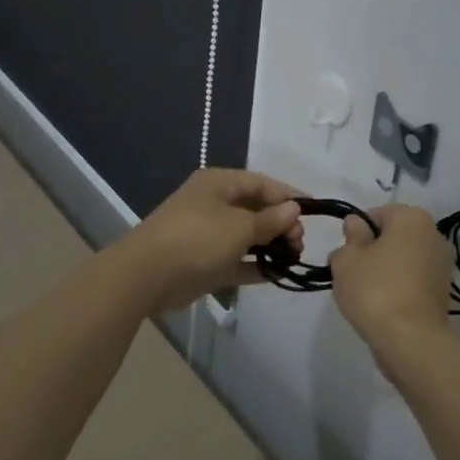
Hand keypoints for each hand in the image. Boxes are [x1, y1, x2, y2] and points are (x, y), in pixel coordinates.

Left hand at [115, 169, 303, 312]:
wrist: (146, 276)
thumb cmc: (196, 239)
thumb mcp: (238, 227)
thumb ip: (269, 220)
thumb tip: (294, 209)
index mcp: (218, 184)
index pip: (261, 183)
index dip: (288, 195)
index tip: (313, 212)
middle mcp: (212, 204)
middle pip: (255, 208)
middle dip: (281, 223)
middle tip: (300, 241)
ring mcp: (206, 234)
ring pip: (246, 235)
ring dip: (270, 244)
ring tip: (294, 257)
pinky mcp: (203, 262)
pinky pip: (236, 259)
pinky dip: (255, 264)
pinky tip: (278, 274)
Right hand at [329, 204, 455, 355]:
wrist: (411, 340)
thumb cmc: (374, 289)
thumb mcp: (348, 259)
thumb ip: (351, 236)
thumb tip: (356, 223)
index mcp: (412, 218)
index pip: (377, 214)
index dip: (357, 231)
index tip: (345, 253)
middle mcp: (433, 234)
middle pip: (393, 235)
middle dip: (372, 249)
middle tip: (352, 272)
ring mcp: (443, 264)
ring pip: (404, 258)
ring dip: (386, 269)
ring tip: (366, 292)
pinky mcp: (444, 291)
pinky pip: (414, 279)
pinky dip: (400, 286)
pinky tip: (384, 304)